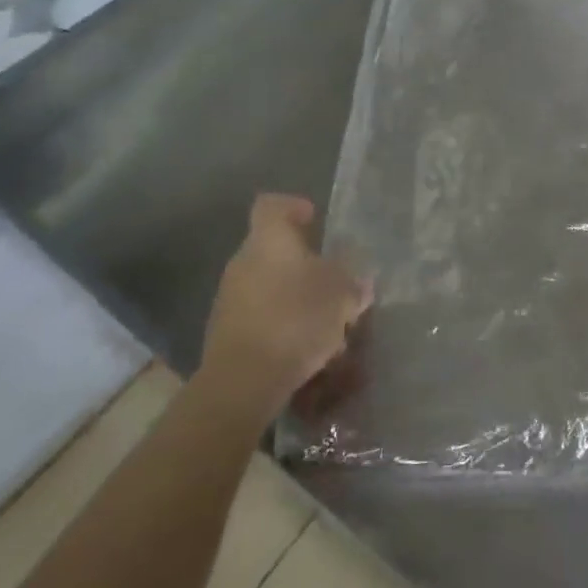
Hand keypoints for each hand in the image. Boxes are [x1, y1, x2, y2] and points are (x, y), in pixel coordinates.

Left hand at [199, 194, 370, 404]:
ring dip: (298, 296)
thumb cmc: (296, 319)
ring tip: (329, 321)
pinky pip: (263, 316)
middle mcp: (244, 262)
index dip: (294, 207)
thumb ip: (353, 282)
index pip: (272, 205)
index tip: (315, 219)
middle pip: (275, 249)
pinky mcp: (227, 333)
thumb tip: (359, 281)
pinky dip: (285, 323)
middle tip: (336, 279)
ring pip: (271, 285)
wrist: (242, 382)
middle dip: (306, 263)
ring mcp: (231, 298)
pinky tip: (309, 348)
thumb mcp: (342, 295)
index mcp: (269, 240)